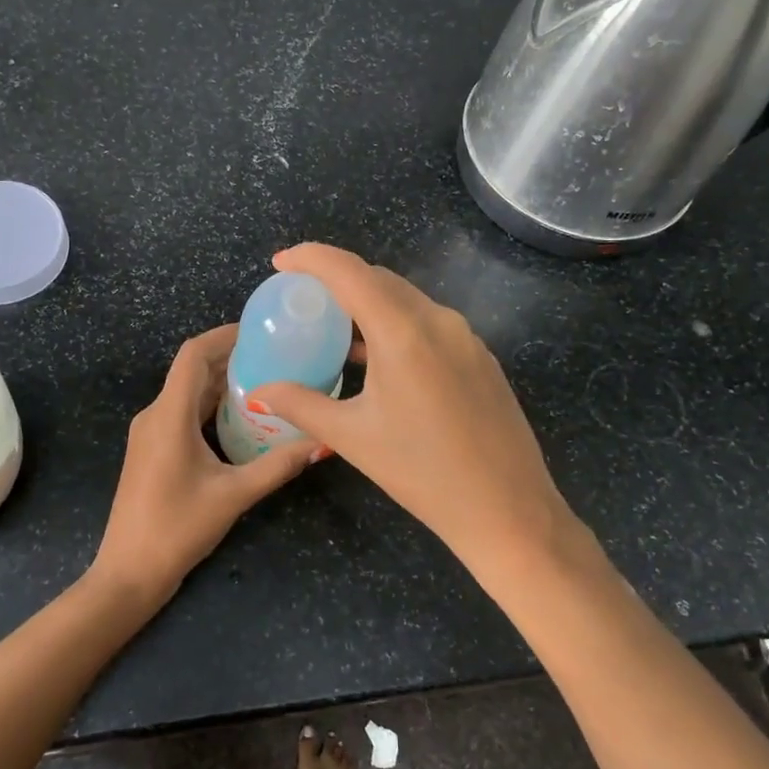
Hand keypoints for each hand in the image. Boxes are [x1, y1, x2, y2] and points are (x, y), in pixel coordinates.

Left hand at [91, 324, 316, 604]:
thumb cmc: (177, 528)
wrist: (128, 572)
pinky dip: (209, 404)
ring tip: (265, 378)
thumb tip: (323, 443)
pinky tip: (240, 415)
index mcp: (169, 415)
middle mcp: (155, 414)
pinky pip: (182, 411)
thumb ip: (278, 466)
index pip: (193, 354)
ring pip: (187, 391)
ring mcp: (149, 432)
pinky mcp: (151, 449)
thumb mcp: (234, 495)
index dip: (224, 335)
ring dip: (220, 381)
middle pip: (191, 369)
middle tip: (275, 354)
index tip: (260, 330)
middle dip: (230, 356)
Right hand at [250, 243, 576, 558]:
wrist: (508, 510)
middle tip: (302, 296)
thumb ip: (301, 405)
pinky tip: (379, 356)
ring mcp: (466, 337)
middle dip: (337, 277)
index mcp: (403, 332)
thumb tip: (259, 392)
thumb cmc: (423, 473)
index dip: (311, 258)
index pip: (349, 272)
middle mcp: (439, 320)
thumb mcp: (353, 437)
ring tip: (335, 326)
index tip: (281, 262)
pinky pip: (429, 322)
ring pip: (407, 299)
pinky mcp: (481, 357)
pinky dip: (396, 322)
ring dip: (368, 301)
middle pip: (379, 279)